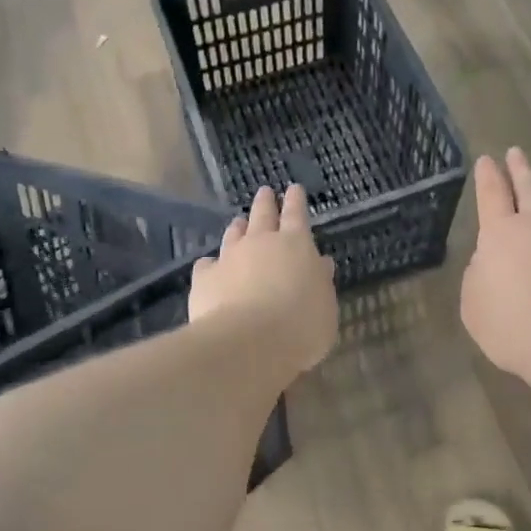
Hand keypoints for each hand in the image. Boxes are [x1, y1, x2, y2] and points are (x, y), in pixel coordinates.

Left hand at [189, 184, 337, 378]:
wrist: (249, 342)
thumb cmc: (300, 326)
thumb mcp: (325, 307)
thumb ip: (320, 283)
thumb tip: (320, 264)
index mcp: (296, 245)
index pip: (297, 215)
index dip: (296, 201)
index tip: (294, 189)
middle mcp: (261, 242)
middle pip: (263, 215)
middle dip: (265, 202)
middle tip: (265, 192)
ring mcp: (230, 257)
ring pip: (234, 234)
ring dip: (238, 228)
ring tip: (238, 223)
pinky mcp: (205, 277)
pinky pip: (207, 264)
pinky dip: (211, 264)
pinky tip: (209, 268)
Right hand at [461, 147, 530, 387]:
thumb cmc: (513, 327)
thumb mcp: (474, 304)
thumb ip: (480, 275)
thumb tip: (493, 260)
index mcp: (502, 233)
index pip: (492, 194)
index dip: (488, 175)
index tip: (487, 159)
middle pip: (529, 187)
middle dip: (520, 168)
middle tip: (517, 152)